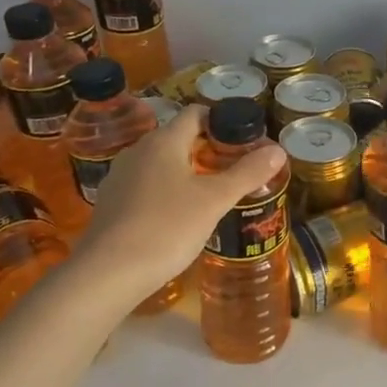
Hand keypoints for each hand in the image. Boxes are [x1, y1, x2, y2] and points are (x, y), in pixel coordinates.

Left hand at [75, 107, 286, 298]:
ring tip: (211, 194)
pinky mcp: (111, 204)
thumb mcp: (215, 200)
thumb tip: (278, 150)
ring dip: (185, 172)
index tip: (243, 139)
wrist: (108, 272)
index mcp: (164, 141)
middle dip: (206, 149)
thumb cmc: (167, 227)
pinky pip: (145, 186)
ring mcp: (120, 177)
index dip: (221, 121)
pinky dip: (166, 192)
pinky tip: (179, 217)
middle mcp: (138, 151)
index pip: (195, 114)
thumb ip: (247, 173)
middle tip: (234, 169)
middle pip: (177, 138)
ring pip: (160, 164)